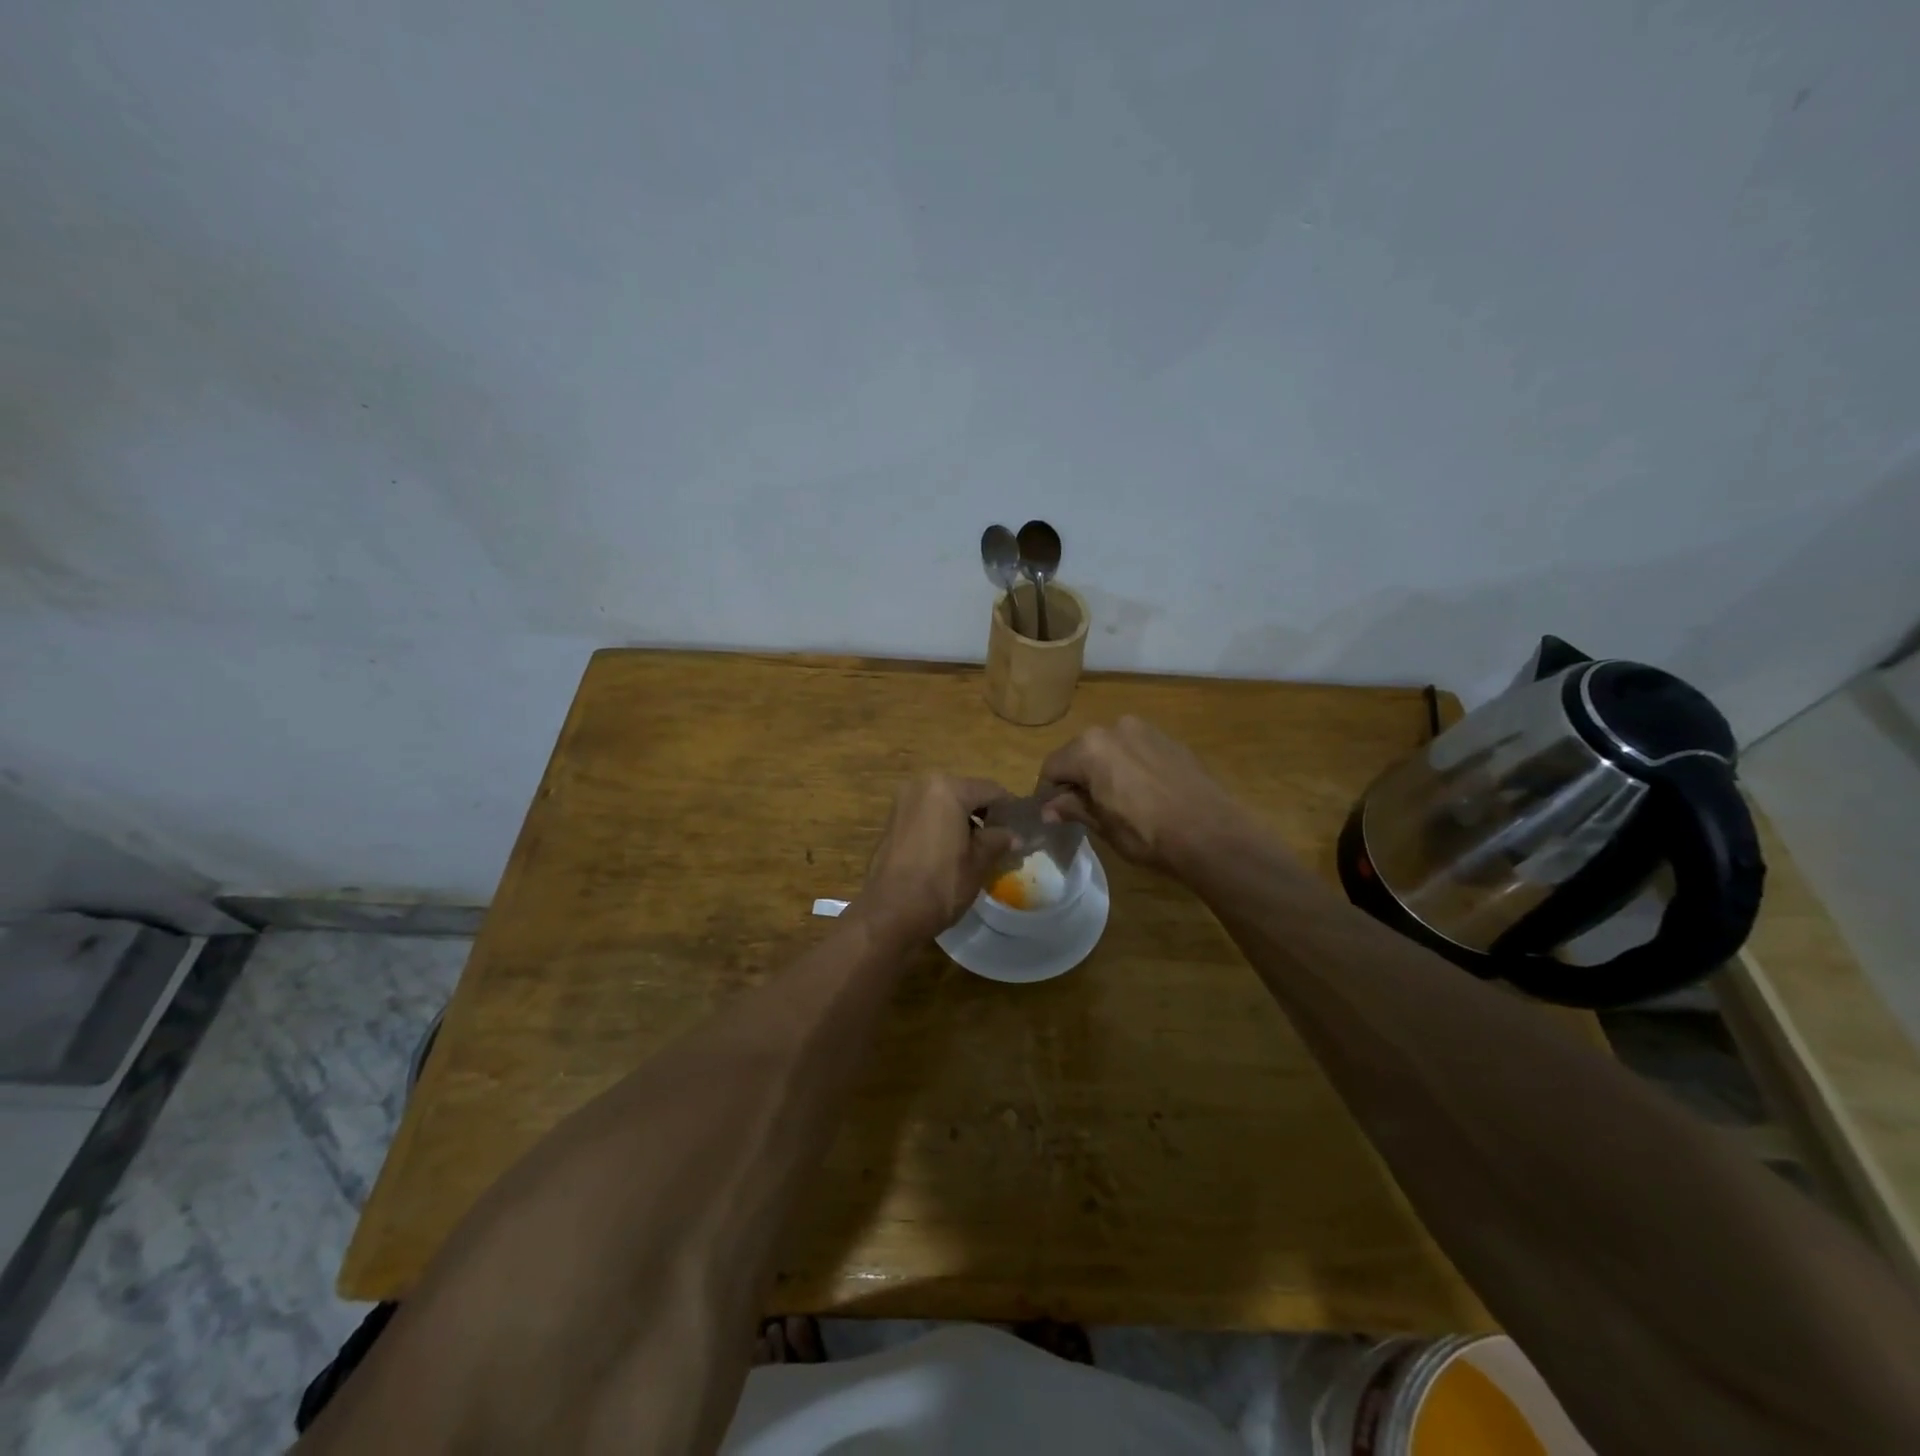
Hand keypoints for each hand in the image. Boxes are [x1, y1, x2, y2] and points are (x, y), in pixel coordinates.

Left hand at [860, 776, 1015, 941]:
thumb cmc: (940, 884)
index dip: (1010, 808)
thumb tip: (1016, 836)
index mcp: (947, 789)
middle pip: (965, 793)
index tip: (1023, 828)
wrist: (890, 914)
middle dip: (985, 813)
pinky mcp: (892, 821)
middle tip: (1002, 839)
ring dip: (963, 819)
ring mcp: (903, 802)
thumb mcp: (978, 862)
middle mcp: (922, 785)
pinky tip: (953, 850)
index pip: (990, 790)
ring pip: (945, 803)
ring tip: (979, 848)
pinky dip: (942, 825)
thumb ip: (998, 841)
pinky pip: (927, 815)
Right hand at [1038, 717, 1247, 873]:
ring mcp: (1145, 730)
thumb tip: (1048, 809)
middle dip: (1078, 777)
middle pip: (1080, 752)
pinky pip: (1137, 750)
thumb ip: (1073, 809)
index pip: (1052, 767)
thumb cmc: (1147, 833)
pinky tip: (1144, 793)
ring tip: (1118, 800)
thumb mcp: (1103, 825)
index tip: (1055, 814)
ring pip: (1110, 748)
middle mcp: (1114, 728)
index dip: (1049, 793)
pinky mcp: (1170, 740)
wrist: (1211, 833)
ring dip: (1105, 769)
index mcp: (1089, 748)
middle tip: (1085, 808)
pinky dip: (1131, 766)